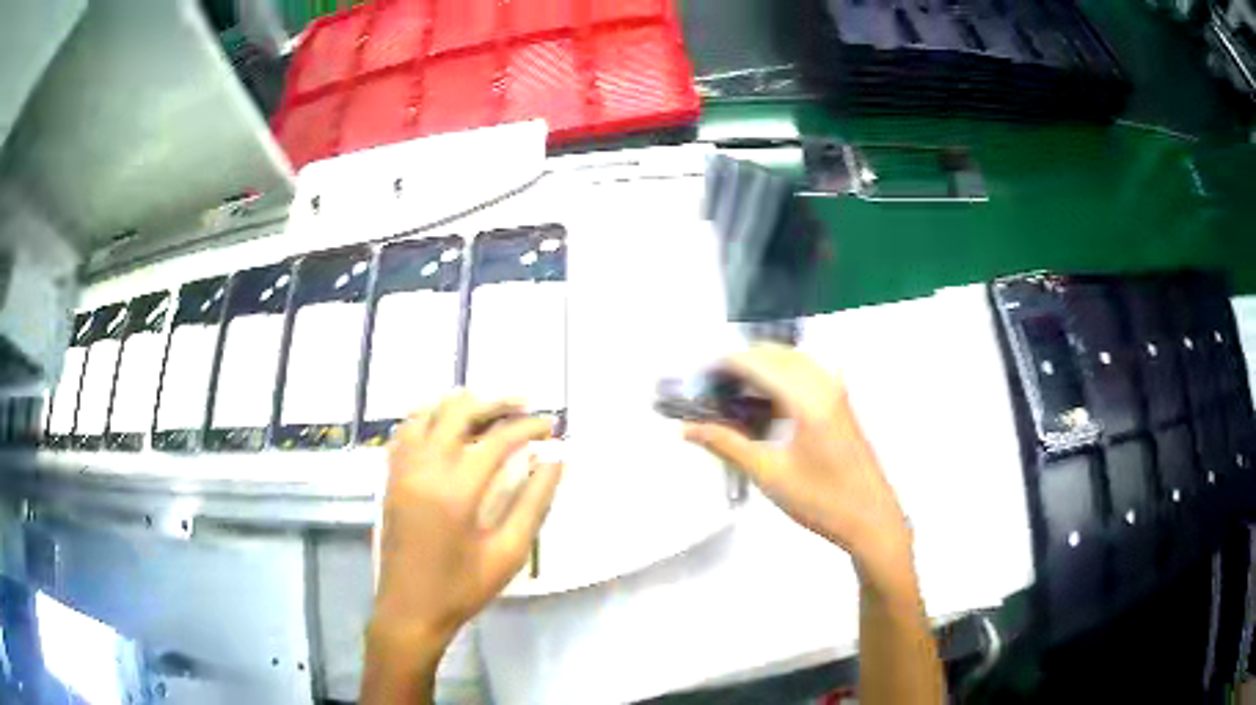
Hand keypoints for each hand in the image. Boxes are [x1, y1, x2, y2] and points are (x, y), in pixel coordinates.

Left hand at [371, 391, 562, 648]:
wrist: (409, 609)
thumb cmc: (462, 588)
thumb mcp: (508, 553)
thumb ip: (533, 503)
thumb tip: (555, 461)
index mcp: (455, 491)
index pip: (496, 439)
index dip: (528, 427)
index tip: (551, 426)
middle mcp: (424, 469)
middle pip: (458, 411)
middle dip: (495, 402)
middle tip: (524, 405)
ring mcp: (401, 470)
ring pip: (427, 412)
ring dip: (459, 404)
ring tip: (488, 409)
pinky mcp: (390, 477)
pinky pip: (406, 430)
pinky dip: (429, 417)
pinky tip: (447, 426)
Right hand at [683, 343, 911, 586]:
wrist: (870, 519)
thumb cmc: (824, 501)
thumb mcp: (769, 474)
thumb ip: (728, 445)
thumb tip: (691, 429)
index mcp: (808, 399)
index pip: (757, 362)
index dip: (723, 365)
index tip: (698, 376)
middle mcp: (825, 385)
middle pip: (775, 353)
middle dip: (740, 362)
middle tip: (711, 386)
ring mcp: (837, 392)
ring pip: (791, 360)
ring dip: (761, 368)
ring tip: (732, 393)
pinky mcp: (841, 404)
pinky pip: (805, 374)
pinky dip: (780, 378)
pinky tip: (764, 404)